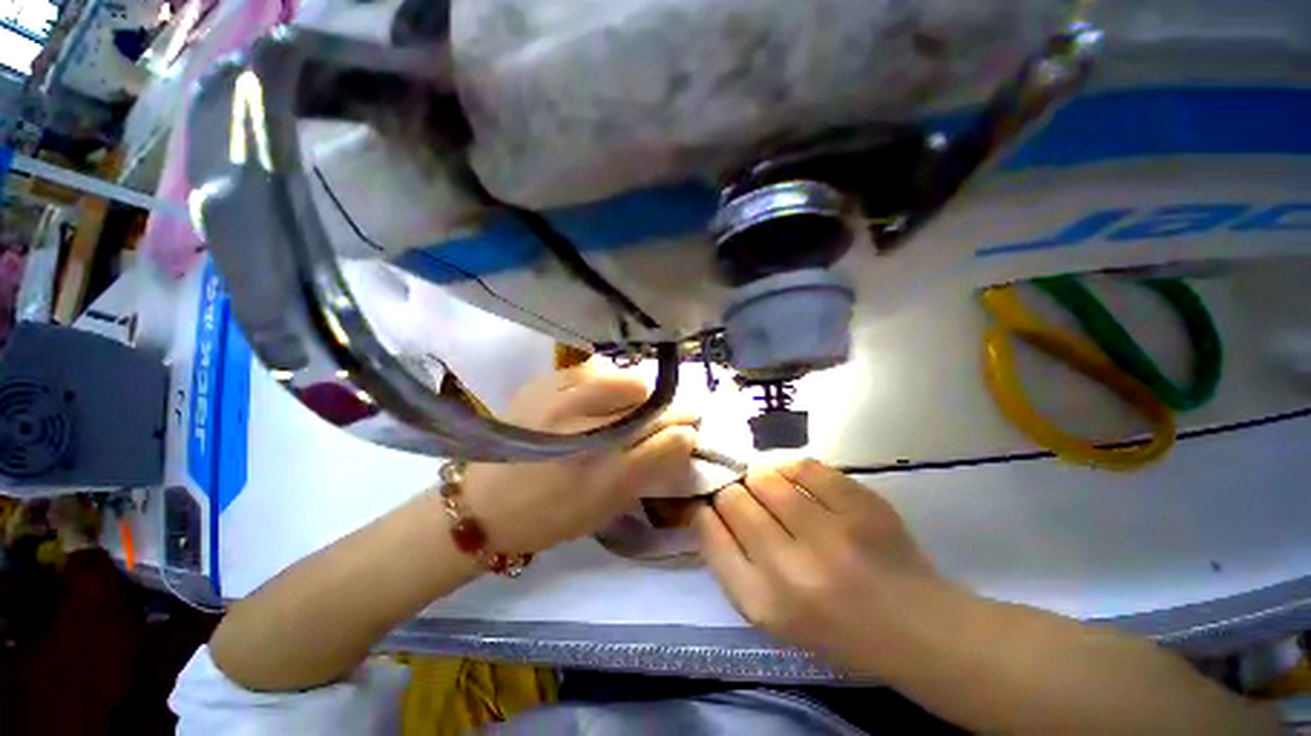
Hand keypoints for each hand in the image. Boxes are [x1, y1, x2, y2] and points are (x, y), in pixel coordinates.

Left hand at [462, 360, 698, 554]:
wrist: (482, 506)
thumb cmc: (551, 514)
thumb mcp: (608, 504)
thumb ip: (650, 468)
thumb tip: (684, 435)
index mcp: (600, 469)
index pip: (664, 434)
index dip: (682, 427)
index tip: (688, 427)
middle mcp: (580, 425)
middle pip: (644, 395)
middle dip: (663, 405)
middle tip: (660, 418)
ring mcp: (558, 397)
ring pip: (620, 377)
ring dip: (634, 391)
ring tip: (626, 409)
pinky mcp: (542, 382)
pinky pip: (592, 368)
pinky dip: (606, 380)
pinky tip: (597, 399)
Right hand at [694, 460, 958, 676]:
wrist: (918, 630)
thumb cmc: (835, 630)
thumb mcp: (770, 615)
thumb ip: (732, 562)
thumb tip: (707, 506)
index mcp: (761, 602)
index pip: (708, 531)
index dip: (704, 509)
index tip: (710, 503)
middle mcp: (789, 569)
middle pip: (733, 498)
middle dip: (732, 492)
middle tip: (745, 497)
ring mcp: (829, 535)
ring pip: (765, 478)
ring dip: (761, 479)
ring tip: (773, 490)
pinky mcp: (860, 507)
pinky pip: (804, 467)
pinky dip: (793, 469)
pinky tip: (798, 481)